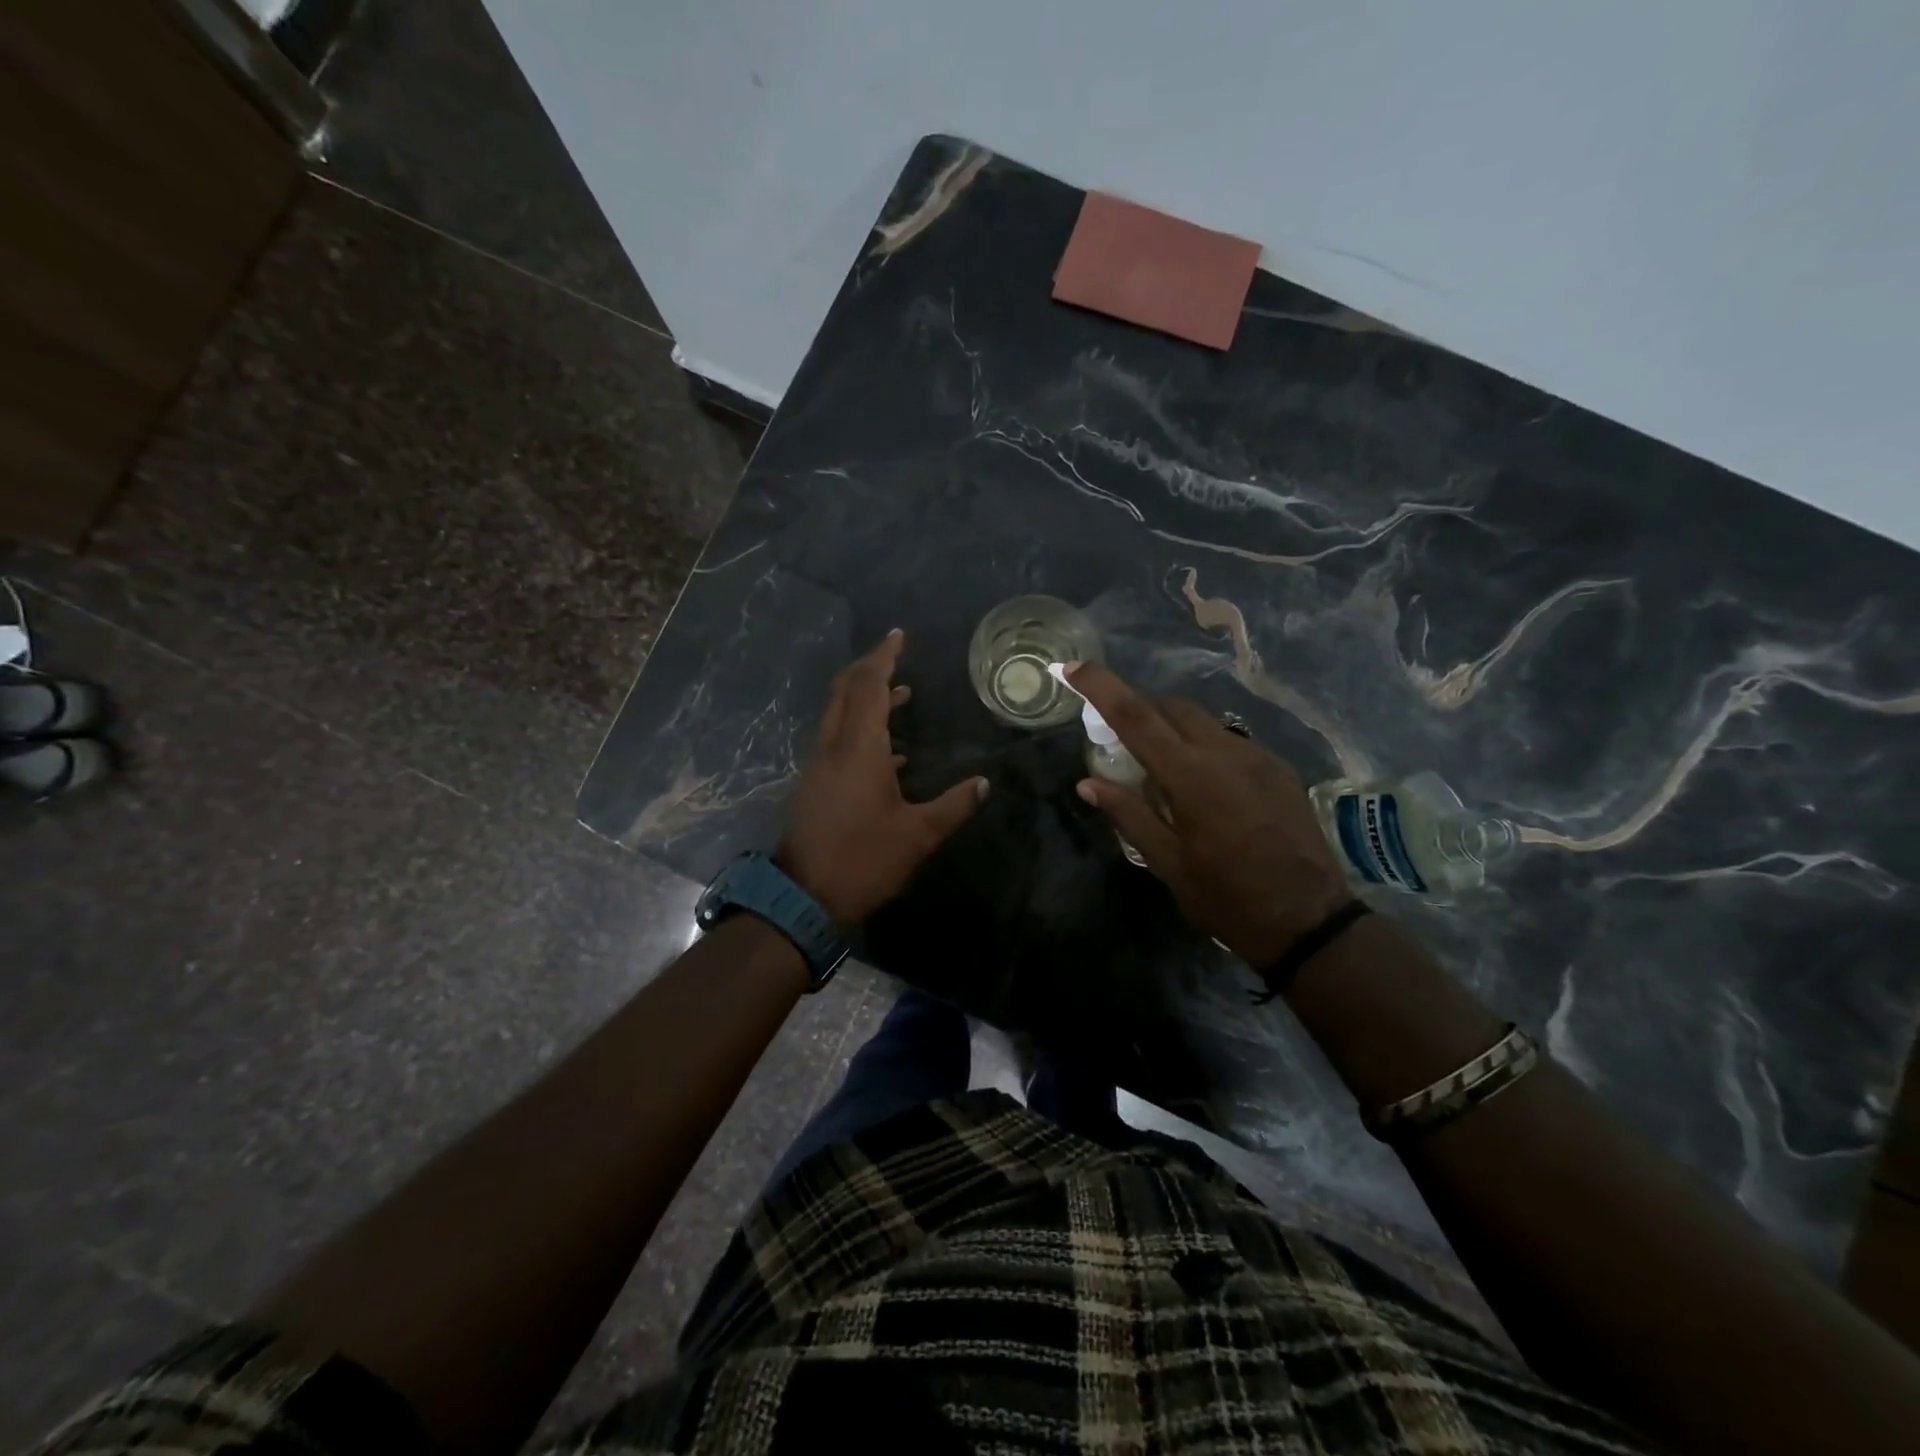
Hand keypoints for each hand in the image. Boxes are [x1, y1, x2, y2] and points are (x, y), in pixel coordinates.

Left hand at [779, 630, 988, 925]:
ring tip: (902, 695)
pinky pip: (837, 739)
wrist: (804, 897)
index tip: (898, 636)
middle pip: (846, 691)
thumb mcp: (918, 836)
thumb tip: (983, 784)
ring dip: (866, 698)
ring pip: (839, 714)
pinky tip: (889, 750)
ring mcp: (820, 764)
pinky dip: (860, 728)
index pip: (870, 687)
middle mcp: (834, 746)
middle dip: (870, 669)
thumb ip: (953, 806)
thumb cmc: (864, 860)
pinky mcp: (815, 783)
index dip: (883, 658)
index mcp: (859, 748)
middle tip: (896, 656)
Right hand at [1066, 662, 1351, 966]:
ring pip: (1204, 720)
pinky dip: (1205, 745)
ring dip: (1174, 727)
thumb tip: (1088, 783)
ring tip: (1163, 764)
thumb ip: (1128, 814)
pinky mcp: (1279, 768)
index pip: (1136, 716)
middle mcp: (1225, 753)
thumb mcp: (1167, 862)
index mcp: (1190, 777)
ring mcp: (1258, 756)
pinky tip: (1206, 783)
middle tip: (1121, 736)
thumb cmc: (1226, 897)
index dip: (1102, 687)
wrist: (1309, 920)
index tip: (1076, 667)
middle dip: (1141, 708)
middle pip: (1171, 707)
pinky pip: (1231, 740)